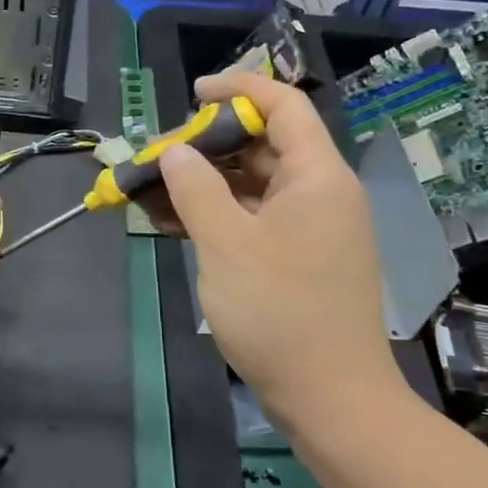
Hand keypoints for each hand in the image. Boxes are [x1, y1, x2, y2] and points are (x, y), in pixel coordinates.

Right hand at [152, 71, 403, 427]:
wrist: (331, 399)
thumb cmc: (280, 312)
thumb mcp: (225, 243)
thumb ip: (196, 187)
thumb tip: (175, 150)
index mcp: (318, 177)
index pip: (284, 105)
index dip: (239, 88)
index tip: (193, 94)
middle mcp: (321, 194)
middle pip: (265, 144)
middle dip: (209, 142)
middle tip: (161, 154)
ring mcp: (313, 228)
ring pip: (255, 184)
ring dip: (206, 181)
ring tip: (155, 188)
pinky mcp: (300, 258)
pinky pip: (256, 217)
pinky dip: (219, 213)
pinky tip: (175, 221)